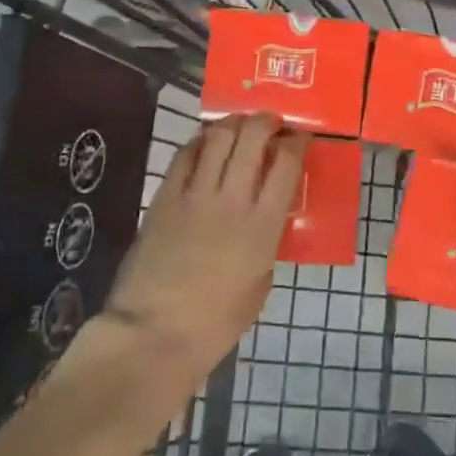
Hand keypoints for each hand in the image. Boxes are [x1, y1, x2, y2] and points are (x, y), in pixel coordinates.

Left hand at [105, 113, 308, 393]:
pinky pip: (185, 155)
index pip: (287, 164)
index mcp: (263, 226)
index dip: (297, 141)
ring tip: (240, 125)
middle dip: (265, 121)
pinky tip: (206, 144)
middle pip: (252, 137)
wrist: (154, 334)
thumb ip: (267, 242)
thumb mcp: (260, 283)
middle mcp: (232, 199)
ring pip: (218, 137)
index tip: (300, 136)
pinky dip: (200, 142)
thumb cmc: (215, 323)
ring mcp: (195, 195)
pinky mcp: (164, 197)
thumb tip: (265, 217)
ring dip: (233, 123)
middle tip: (271, 123)